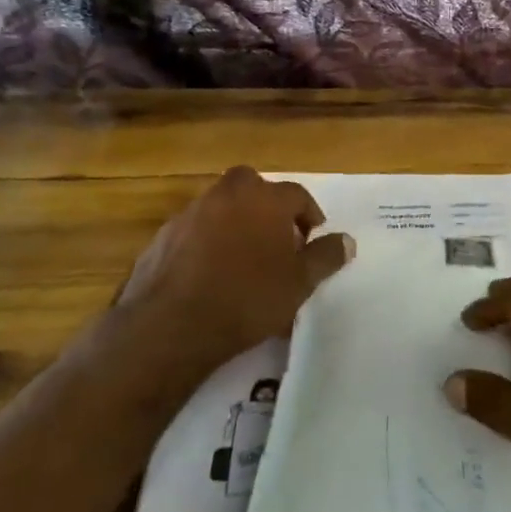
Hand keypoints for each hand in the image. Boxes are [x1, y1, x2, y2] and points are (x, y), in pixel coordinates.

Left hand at [111, 166, 353, 389]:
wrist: (172, 324)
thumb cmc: (248, 298)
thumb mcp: (300, 283)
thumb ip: (326, 257)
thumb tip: (347, 240)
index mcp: (264, 199)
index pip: (297, 194)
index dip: (309, 215)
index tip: (312, 239)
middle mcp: (227, 195)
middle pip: (253, 187)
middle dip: (268, 206)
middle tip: (277, 240)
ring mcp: (190, 213)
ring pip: (221, 206)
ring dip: (236, 222)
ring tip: (244, 260)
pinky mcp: (163, 236)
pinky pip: (195, 230)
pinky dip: (207, 242)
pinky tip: (211, 275)